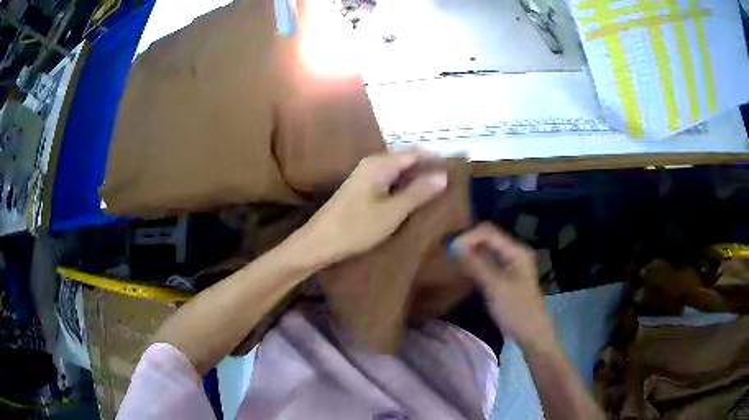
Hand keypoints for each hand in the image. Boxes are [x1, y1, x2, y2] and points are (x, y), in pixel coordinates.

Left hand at [298, 149, 447, 264]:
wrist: (319, 242)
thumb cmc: (356, 227)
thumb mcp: (392, 212)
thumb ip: (418, 192)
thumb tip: (443, 176)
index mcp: (380, 164)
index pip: (415, 153)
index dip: (436, 158)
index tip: (457, 167)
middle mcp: (372, 163)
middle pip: (406, 159)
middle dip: (427, 167)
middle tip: (451, 180)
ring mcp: (365, 175)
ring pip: (398, 170)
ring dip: (416, 178)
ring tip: (438, 189)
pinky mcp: (362, 188)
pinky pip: (389, 180)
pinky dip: (404, 186)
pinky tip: (413, 197)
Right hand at [453, 223, 553, 348]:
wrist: (532, 333)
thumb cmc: (516, 310)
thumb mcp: (495, 287)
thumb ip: (476, 265)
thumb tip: (455, 246)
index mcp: (516, 251)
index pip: (488, 232)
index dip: (468, 236)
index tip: (450, 249)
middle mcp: (515, 252)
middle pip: (488, 237)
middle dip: (468, 241)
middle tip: (448, 251)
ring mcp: (511, 263)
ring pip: (487, 249)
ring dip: (471, 250)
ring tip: (452, 257)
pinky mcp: (506, 275)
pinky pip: (489, 261)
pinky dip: (476, 261)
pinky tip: (464, 266)